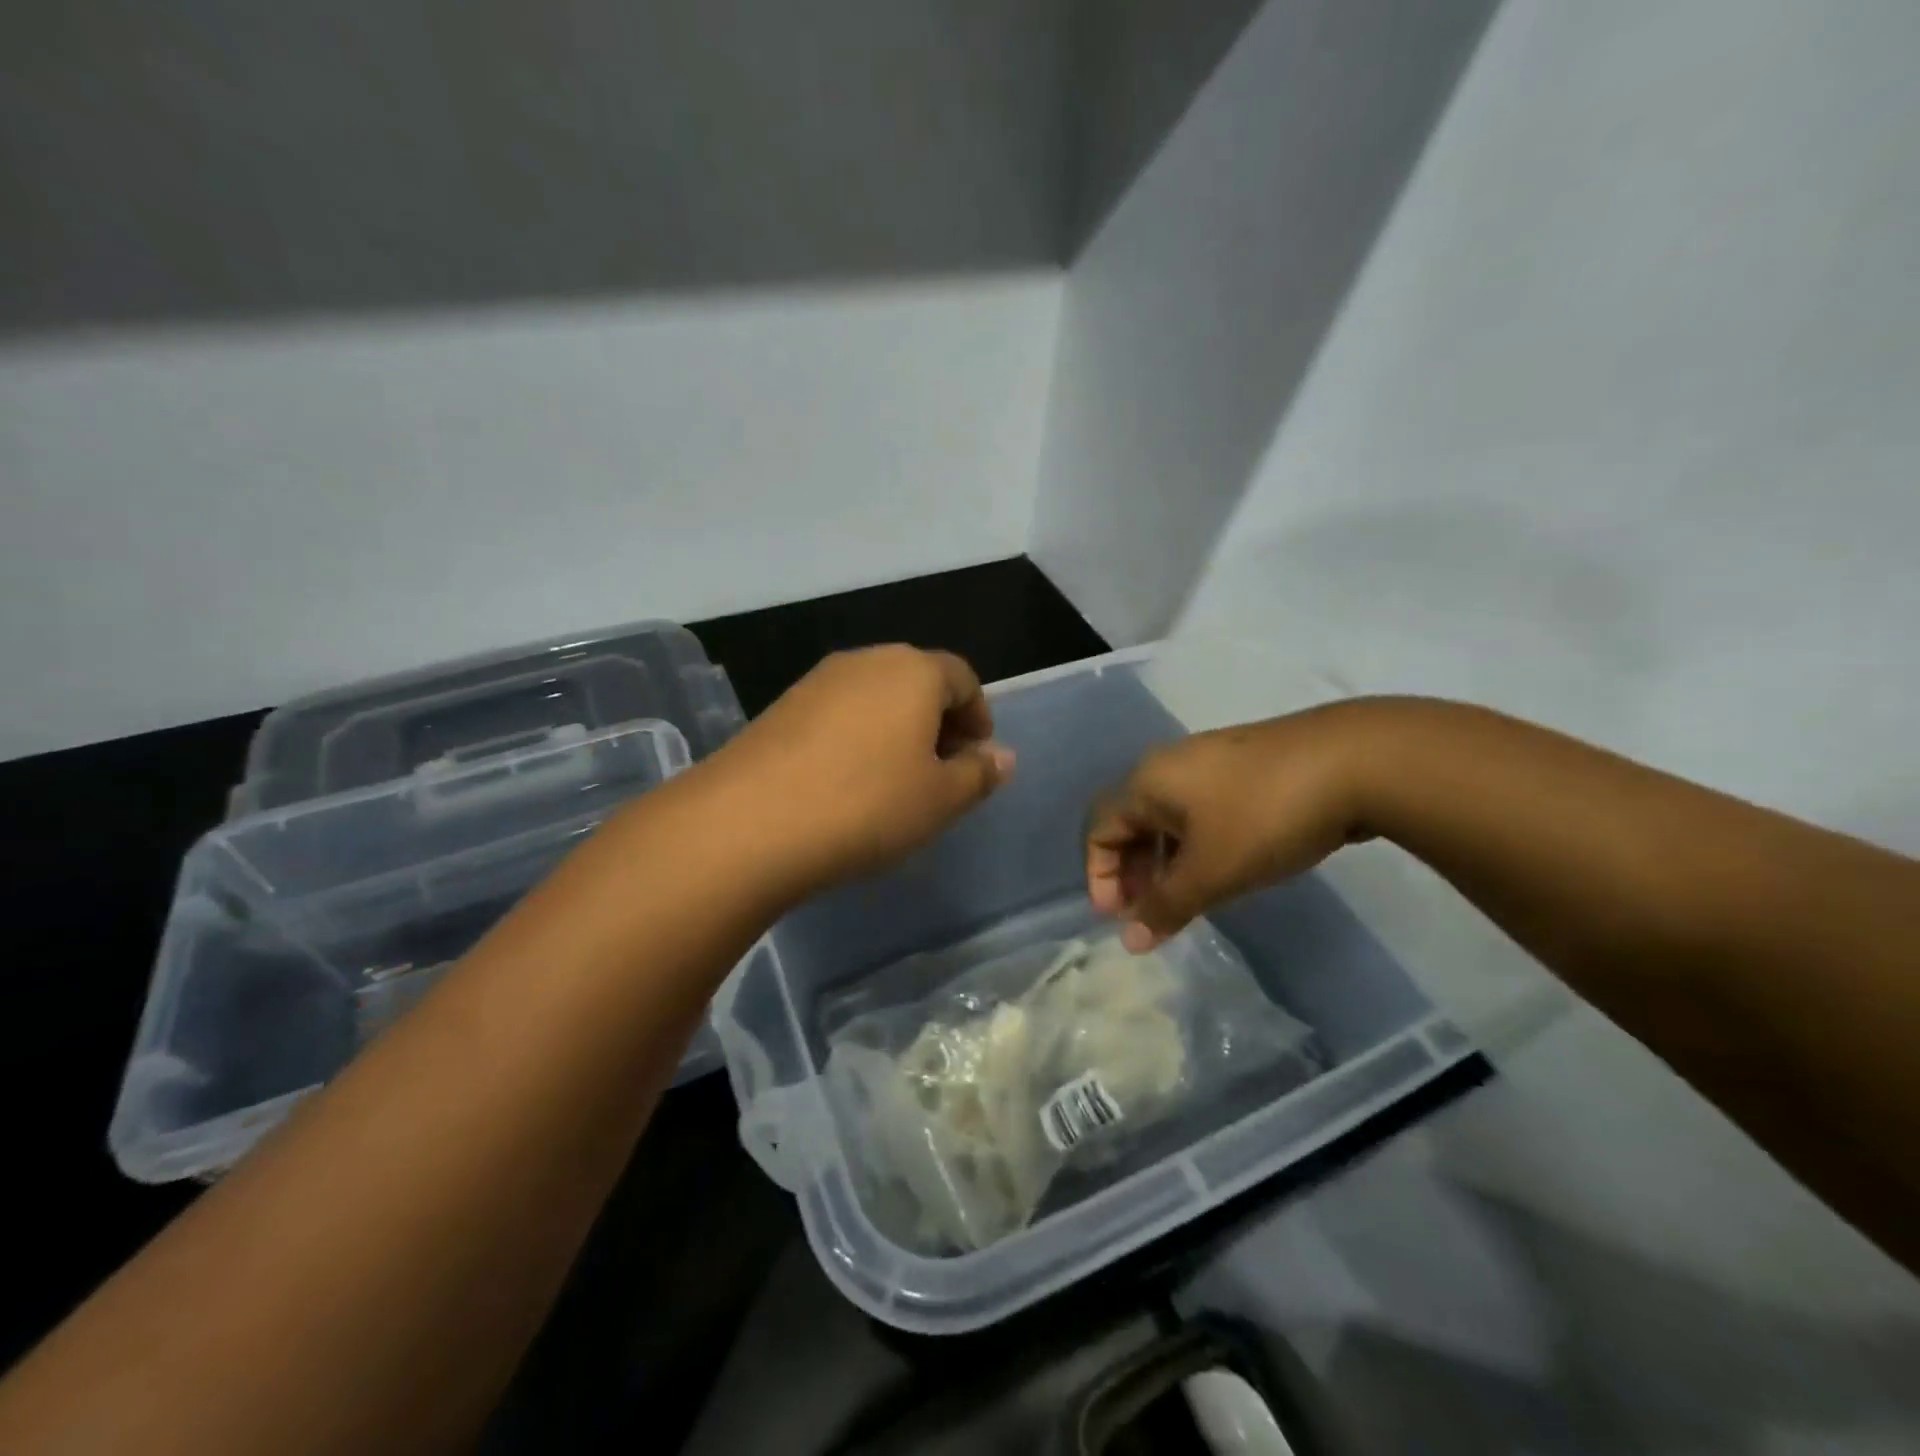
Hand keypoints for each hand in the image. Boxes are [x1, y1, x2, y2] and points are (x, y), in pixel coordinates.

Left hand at [705, 645, 1014, 898]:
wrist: (749, 822)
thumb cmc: (867, 806)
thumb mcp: (939, 799)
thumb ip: (978, 774)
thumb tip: (1004, 756)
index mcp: (914, 671)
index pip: (962, 678)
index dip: (978, 716)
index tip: (978, 757)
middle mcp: (866, 661)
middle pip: (917, 681)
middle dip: (938, 721)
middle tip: (942, 770)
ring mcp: (818, 681)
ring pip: (875, 696)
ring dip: (896, 729)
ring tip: (896, 780)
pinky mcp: (781, 706)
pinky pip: (838, 713)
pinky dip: (857, 737)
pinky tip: (848, 782)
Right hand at [1086, 703, 1372, 950]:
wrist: (1354, 761)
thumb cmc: (1263, 817)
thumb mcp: (1210, 872)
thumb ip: (1166, 907)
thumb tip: (1130, 941)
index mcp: (1146, 783)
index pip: (1098, 829)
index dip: (1099, 876)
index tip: (1120, 918)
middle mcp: (1168, 765)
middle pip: (1129, 821)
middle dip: (1132, 871)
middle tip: (1151, 912)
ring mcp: (1208, 760)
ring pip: (1167, 816)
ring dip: (1164, 860)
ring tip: (1186, 897)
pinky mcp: (1244, 764)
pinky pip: (1199, 808)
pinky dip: (1194, 842)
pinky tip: (1223, 867)